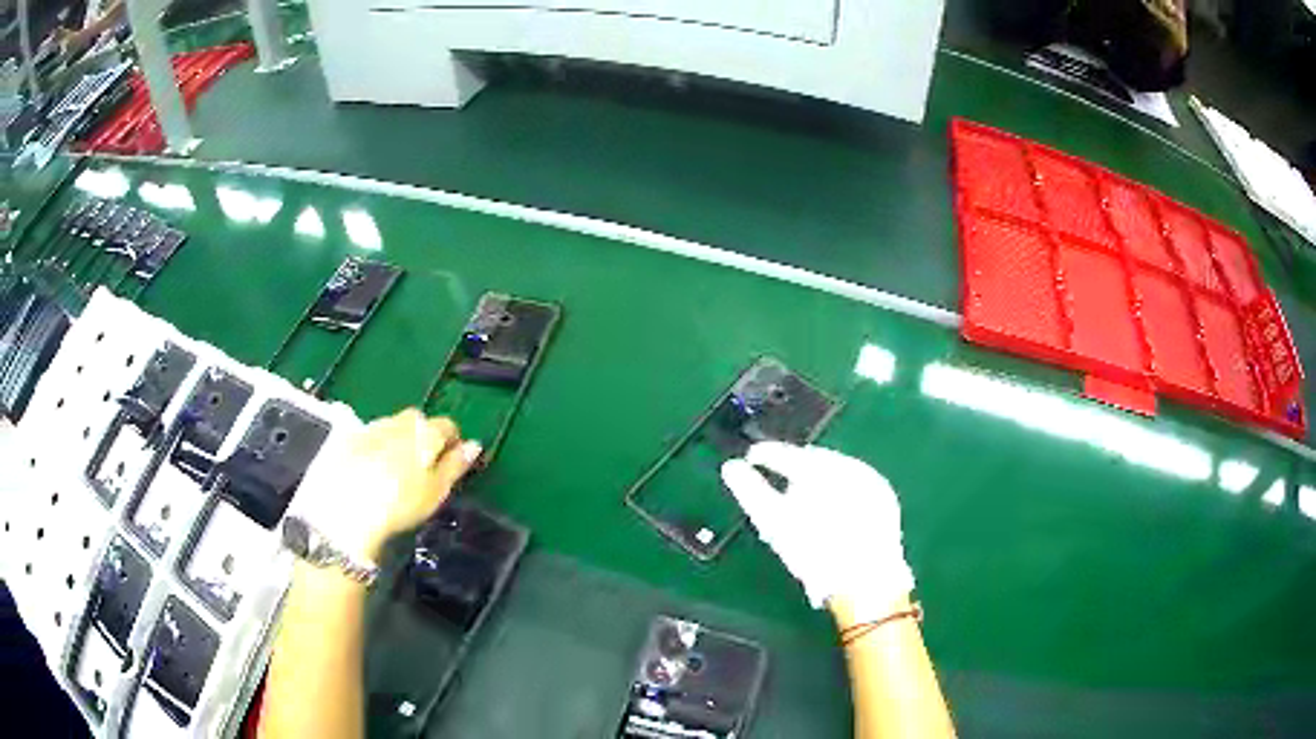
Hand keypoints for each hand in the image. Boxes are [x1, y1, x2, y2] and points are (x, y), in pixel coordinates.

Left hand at [308, 409, 480, 562]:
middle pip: (416, 421)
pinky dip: (370, 448)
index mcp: (425, 432)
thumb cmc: (399, 505)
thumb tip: (474, 446)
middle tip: (418, 469)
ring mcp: (368, 427)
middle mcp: (397, 421)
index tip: (450, 464)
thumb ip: (455, 466)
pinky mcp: (343, 437)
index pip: (447, 426)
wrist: (344, 510)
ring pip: (389, 427)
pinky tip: (365, 471)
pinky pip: (365, 437)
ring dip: (394, 441)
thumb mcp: (435, 491)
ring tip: (390, 472)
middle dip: (420, 437)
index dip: (451, 444)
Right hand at [721, 442, 913, 622]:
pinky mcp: (884, 496)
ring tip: (804, 504)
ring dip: (817, 480)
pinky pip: (855, 483)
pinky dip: (840, 491)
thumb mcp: (775, 524)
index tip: (750, 460)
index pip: (785, 452)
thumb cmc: (815, 555)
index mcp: (820, 468)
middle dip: (793, 470)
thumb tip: (731, 467)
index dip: (764, 454)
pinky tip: (832, 512)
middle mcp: (848, 465)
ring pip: (835, 469)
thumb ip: (751, 491)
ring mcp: (870, 479)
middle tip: (778, 487)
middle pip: (812, 459)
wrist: (866, 582)